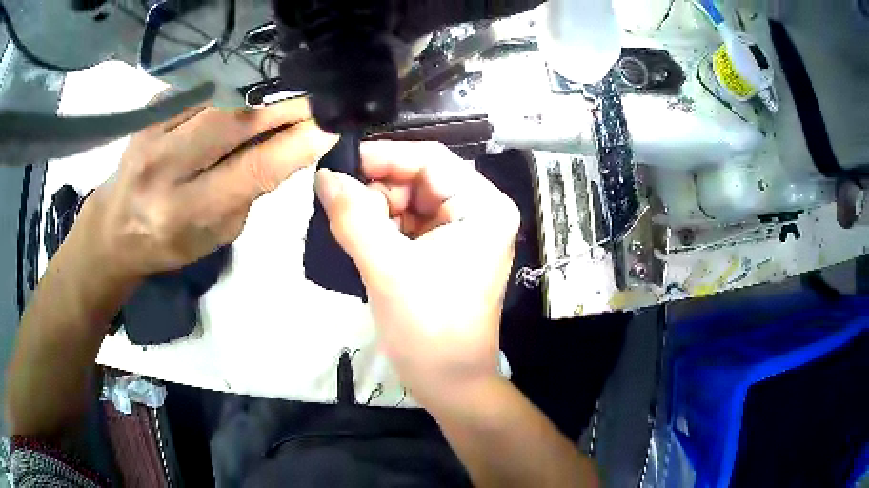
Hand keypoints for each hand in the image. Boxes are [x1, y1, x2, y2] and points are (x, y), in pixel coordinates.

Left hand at [77, 98, 337, 280]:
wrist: (115, 226)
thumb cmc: (169, 241)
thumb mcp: (216, 234)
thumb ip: (248, 191)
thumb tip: (289, 146)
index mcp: (185, 212)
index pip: (251, 171)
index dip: (295, 145)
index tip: (328, 127)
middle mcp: (164, 169)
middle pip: (233, 122)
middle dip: (280, 109)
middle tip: (313, 104)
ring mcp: (152, 134)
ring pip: (219, 102)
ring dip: (256, 102)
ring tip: (278, 106)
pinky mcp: (149, 113)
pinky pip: (200, 95)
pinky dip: (226, 99)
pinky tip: (233, 109)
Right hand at [315, 141, 519, 412]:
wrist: (450, 384)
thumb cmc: (429, 330)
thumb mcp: (387, 269)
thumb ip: (353, 216)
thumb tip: (324, 175)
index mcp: (484, 206)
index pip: (431, 159)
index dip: (383, 157)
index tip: (337, 166)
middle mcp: (479, 211)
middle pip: (419, 178)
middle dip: (377, 190)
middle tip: (339, 208)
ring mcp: (463, 231)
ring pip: (409, 201)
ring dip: (376, 211)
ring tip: (349, 231)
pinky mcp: (445, 251)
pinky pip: (408, 224)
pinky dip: (382, 228)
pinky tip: (362, 242)